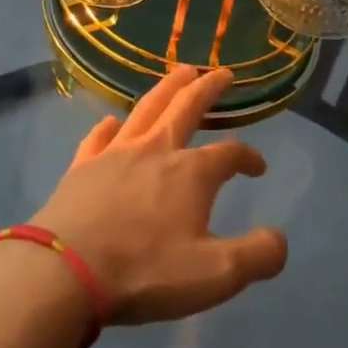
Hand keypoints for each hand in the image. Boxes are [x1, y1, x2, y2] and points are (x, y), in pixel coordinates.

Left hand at [32, 66, 288, 323]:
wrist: (68, 269)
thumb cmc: (146, 270)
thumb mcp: (216, 275)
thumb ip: (257, 256)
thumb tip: (280, 239)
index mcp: (191, 173)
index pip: (229, 154)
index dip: (248, 157)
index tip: (257, 167)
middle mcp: (156, 150)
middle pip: (187, 107)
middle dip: (208, 88)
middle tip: (222, 72)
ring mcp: (115, 153)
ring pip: (147, 108)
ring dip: (167, 88)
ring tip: (180, 72)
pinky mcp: (83, 166)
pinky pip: (99, 136)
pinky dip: (111, 126)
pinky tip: (113, 122)